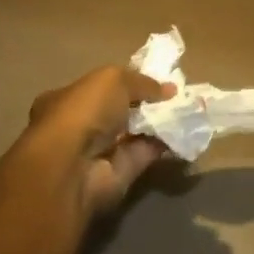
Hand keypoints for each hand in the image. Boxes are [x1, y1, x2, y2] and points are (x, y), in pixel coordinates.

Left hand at [25, 65, 174, 217]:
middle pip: (117, 112)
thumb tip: (169, 89)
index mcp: (66, 99)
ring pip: (133, 133)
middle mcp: (78, 126)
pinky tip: (185, 131)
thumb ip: (142, 82)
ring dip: (158, 123)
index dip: (126, 82)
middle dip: (144, 104)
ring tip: (186, 109)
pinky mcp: (117, 175)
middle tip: (175, 95)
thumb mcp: (113, 79)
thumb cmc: (84, 112)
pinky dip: (165, 143)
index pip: (98, 88)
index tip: (154, 80)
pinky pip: (145, 154)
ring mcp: (97, 153)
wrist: (73, 168)